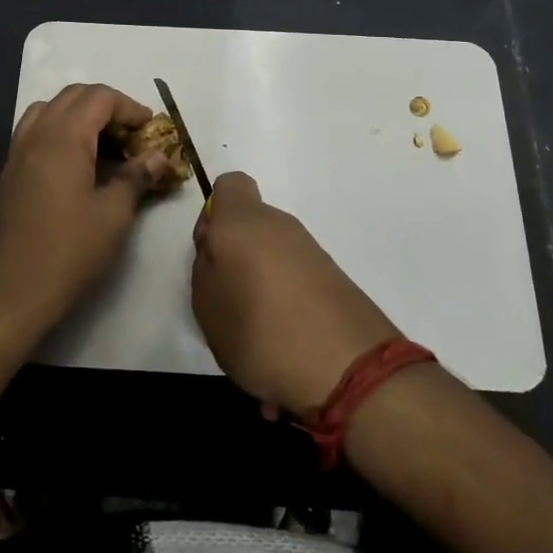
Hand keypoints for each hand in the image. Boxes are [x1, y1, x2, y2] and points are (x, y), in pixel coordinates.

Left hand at [0, 84, 176, 337]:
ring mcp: (18, 153)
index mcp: (63, 138)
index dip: (130, 107)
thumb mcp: (113, 214)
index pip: (100, 98)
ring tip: (105, 144)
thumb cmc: (68, 252)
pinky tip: (77, 163)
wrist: (9, 293)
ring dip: (80, 115)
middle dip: (107, 106)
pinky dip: (60, 131)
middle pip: (73, 96)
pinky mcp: (10, 173)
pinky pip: (36, 131)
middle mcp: (37, 135)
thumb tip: (157, 157)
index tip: (151, 130)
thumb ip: (136, 177)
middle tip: (132, 135)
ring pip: (50, 110)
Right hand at [192, 172, 401, 415]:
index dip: (214, 213)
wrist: (348, 368)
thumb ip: (204, 267)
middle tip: (228, 300)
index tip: (211, 253)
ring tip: (257, 332)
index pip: (229, 185)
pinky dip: (287, 301)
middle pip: (250, 225)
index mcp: (243, 221)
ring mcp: (311, 250)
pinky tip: (284, 342)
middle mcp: (280, 225)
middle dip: (237, 256)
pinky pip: (296, 278)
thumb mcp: (206, 304)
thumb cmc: (260, 329)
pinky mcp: (334, 277)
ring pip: (273, 254)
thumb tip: (218, 251)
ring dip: (262, 283)